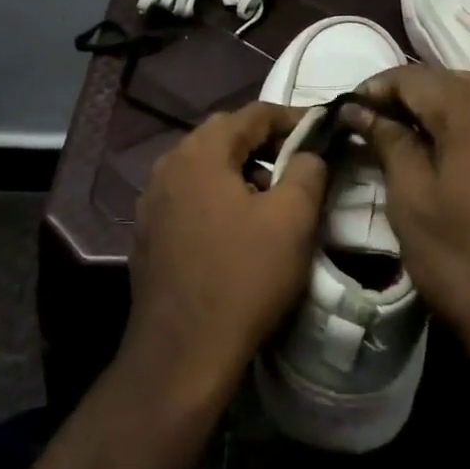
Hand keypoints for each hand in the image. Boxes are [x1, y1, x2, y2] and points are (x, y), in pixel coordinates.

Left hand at [126, 102, 327, 407]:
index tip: (322, 129)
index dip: (291, 118)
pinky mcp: (147, 234)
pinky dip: (218, 197)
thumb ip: (308, 171)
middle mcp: (168, 167)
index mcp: (200, 154)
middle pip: (223, 136)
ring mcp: (152, 202)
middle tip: (300, 161)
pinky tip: (238, 227)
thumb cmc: (243, 278)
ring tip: (272, 197)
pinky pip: (190, 197)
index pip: (252, 114)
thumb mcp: (292, 219)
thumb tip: (309, 153)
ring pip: (205, 168)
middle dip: (265, 142)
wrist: (181, 354)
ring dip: (240, 171)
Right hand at [344, 66, 469, 385]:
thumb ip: (388, 142)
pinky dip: (464, 119)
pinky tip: (445, 147)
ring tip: (405, 130)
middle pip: (448, 80)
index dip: (377, 87)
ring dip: (437, 103)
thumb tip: (360, 110)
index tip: (348, 111)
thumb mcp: (411, 199)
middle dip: (407, 92)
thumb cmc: (462, 259)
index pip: (415, 78)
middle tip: (373, 120)